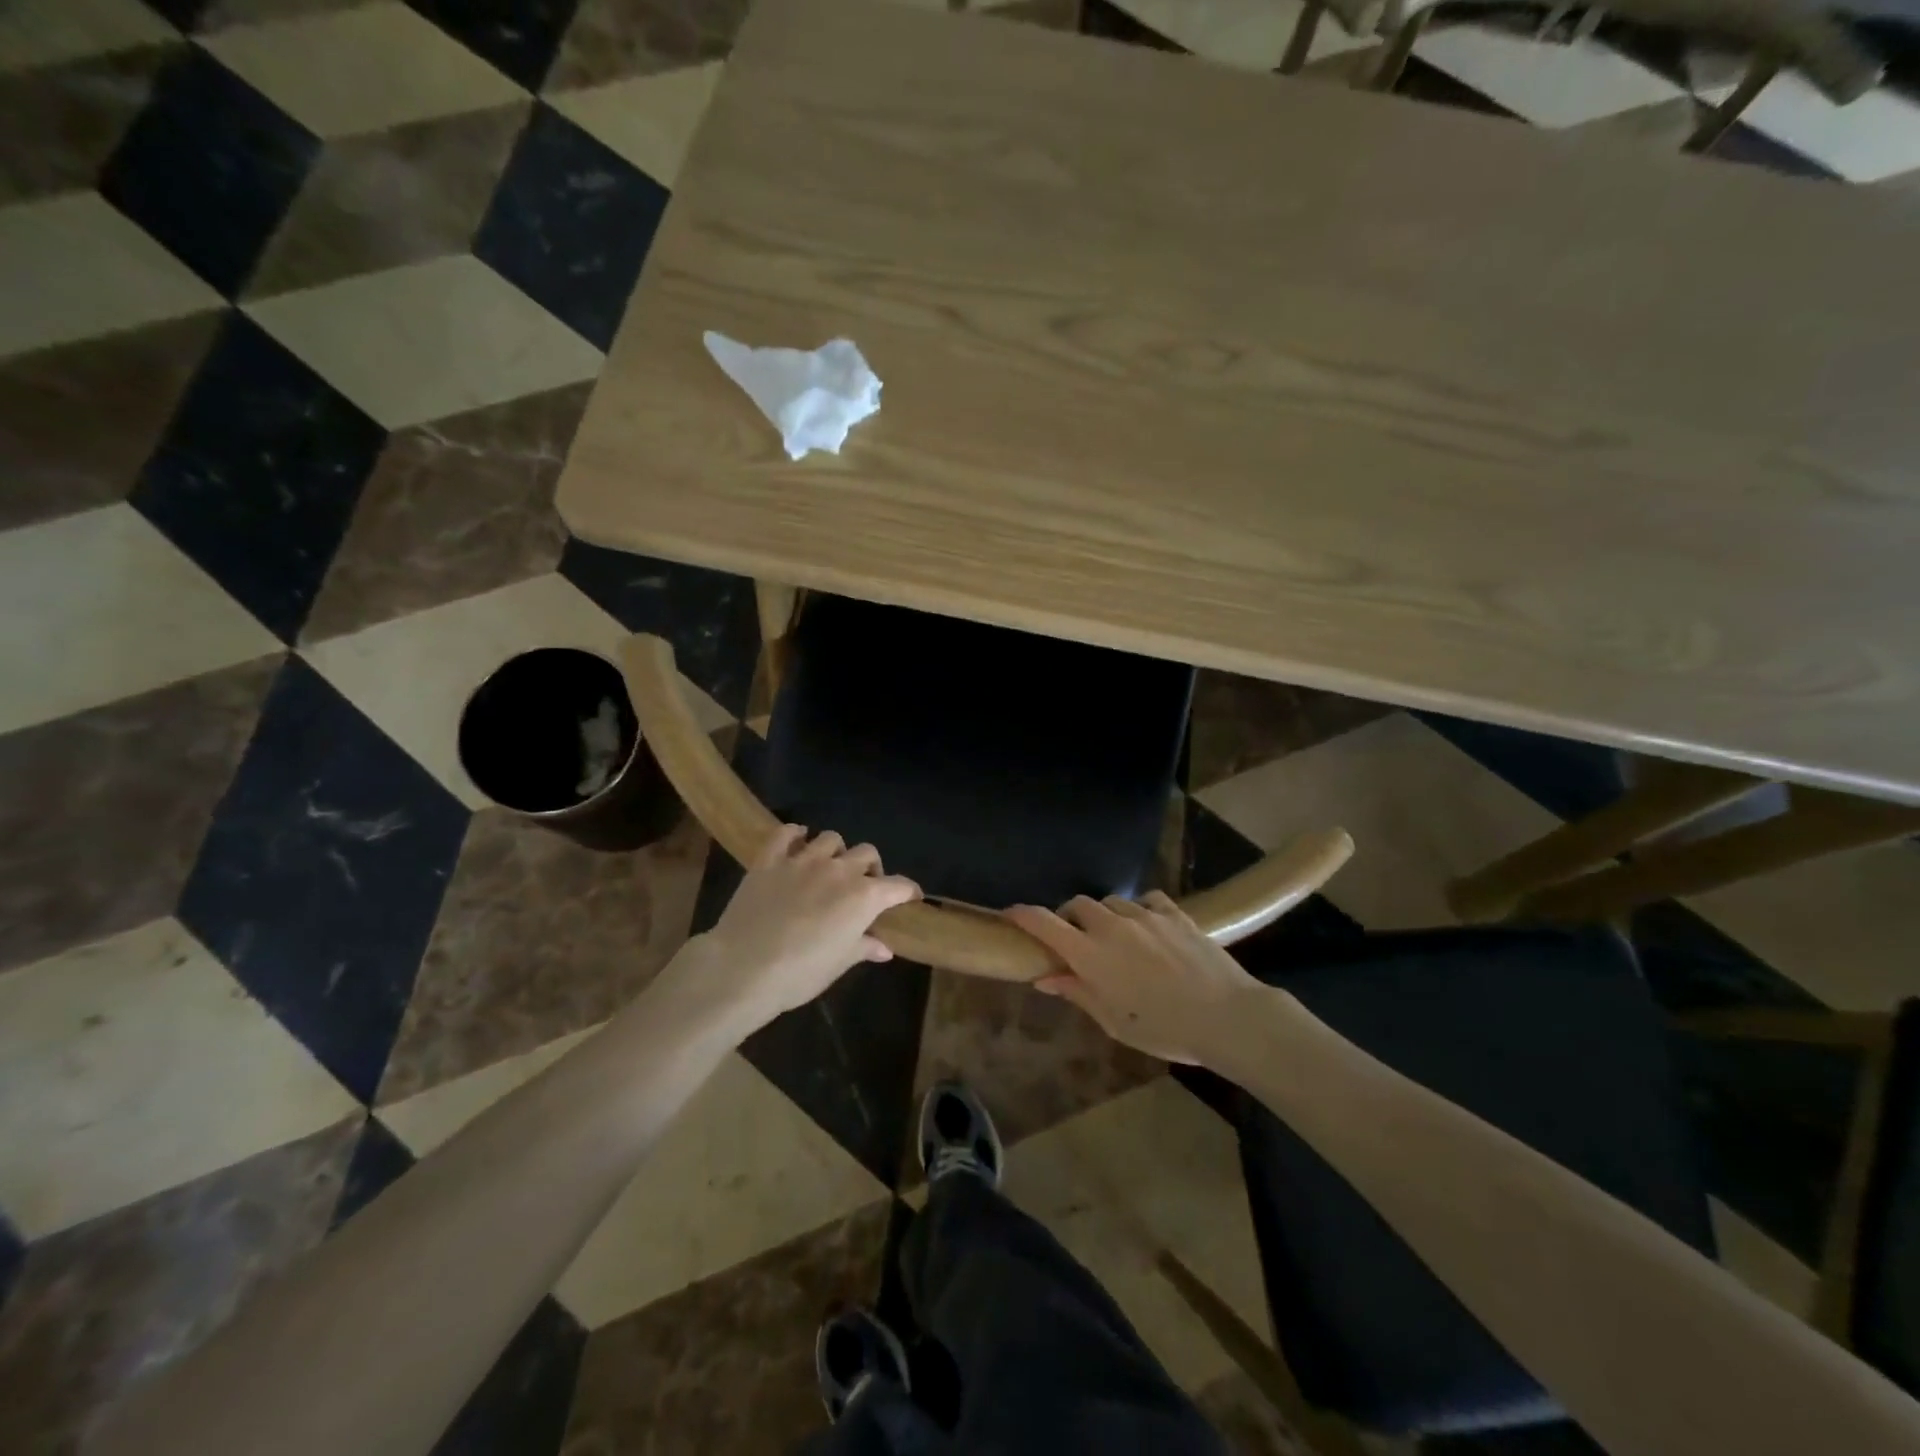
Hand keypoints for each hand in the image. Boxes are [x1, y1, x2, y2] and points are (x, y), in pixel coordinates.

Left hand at [683, 825, 920, 1034]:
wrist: (743, 968)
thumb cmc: (800, 973)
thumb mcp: (839, 964)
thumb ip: (864, 947)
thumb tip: (884, 947)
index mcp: (864, 896)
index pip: (898, 885)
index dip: (908, 891)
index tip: (910, 898)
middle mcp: (839, 870)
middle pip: (867, 854)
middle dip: (870, 868)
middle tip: (862, 887)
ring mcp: (803, 860)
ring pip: (831, 838)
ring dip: (836, 851)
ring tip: (829, 866)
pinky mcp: (770, 859)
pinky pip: (786, 833)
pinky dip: (795, 835)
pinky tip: (796, 843)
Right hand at [1005, 891, 1268, 1065]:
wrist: (1226, 1016)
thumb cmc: (1164, 1029)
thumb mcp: (1114, 1021)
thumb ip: (1078, 992)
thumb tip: (1044, 977)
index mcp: (1090, 954)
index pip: (1044, 923)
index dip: (1023, 915)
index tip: (1011, 914)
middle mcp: (1112, 926)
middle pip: (1078, 905)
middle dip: (1070, 917)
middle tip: (1077, 941)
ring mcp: (1145, 915)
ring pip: (1111, 902)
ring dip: (1104, 916)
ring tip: (1116, 938)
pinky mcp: (1174, 912)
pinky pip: (1147, 900)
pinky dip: (1139, 911)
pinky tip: (1148, 928)